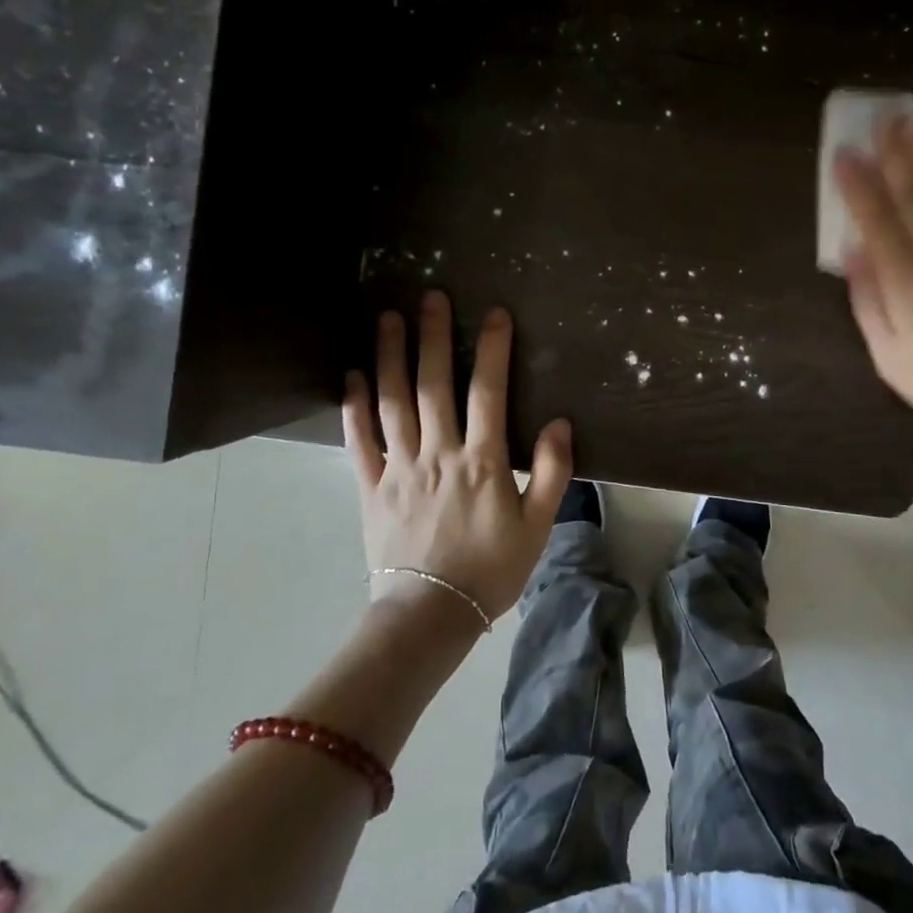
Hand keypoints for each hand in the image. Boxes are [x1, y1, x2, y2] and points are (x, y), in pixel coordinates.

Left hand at [343, 292, 572, 622]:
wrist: (431, 614)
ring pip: (392, 402)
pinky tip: (352, 375)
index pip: (488, 393)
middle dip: (432, 337)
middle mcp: (438, 453)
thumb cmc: (491, 570)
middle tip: (429, 297)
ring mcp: (400, 468)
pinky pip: (360, 440)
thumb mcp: (538, 527)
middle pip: (434, 385)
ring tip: (386, 318)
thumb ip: (552, 473)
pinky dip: (354, 406)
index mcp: (482, 461)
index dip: (492, 350)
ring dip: (389, 357)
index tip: (493, 314)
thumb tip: (560, 424)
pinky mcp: (371, 487)